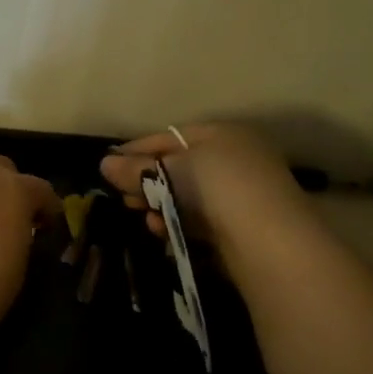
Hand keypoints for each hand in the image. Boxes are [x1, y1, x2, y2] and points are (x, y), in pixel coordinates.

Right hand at [99, 122, 300, 242]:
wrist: (268, 239)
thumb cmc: (217, 188)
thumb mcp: (170, 171)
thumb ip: (135, 168)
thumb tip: (104, 164)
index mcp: (221, 134)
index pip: (169, 137)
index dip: (136, 150)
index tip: (108, 166)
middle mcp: (233, 158)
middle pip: (177, 166)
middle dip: (146, 182)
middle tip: (123, 197)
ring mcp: (238, 192)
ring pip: (186, 195)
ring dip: (159, 205)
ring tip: (141, 215)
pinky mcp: (238, 224)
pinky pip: (198, 218)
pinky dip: (177, 222)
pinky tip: (161, 231)